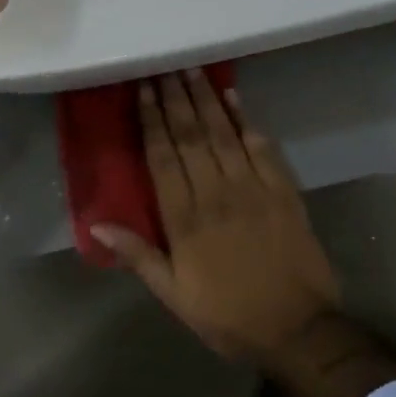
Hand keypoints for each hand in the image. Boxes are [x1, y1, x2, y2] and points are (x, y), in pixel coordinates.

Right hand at [94, 71, 340, 365]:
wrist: (299, 330)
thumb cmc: (229, 315)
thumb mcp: (174, 296)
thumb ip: (138, 254)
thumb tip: (97, 222)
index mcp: (185, 218)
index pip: (162, 157)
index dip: (151, 120)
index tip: (143, 90)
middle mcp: (216, 193)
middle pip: (190, 136)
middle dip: (175, 98)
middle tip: (164, 66)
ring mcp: (252, 188)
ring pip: (222, 133)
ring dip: (205, 99)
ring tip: (191, 70)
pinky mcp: (282, 190)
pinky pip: (261, 146)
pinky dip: (246, 119)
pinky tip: (233, 97)